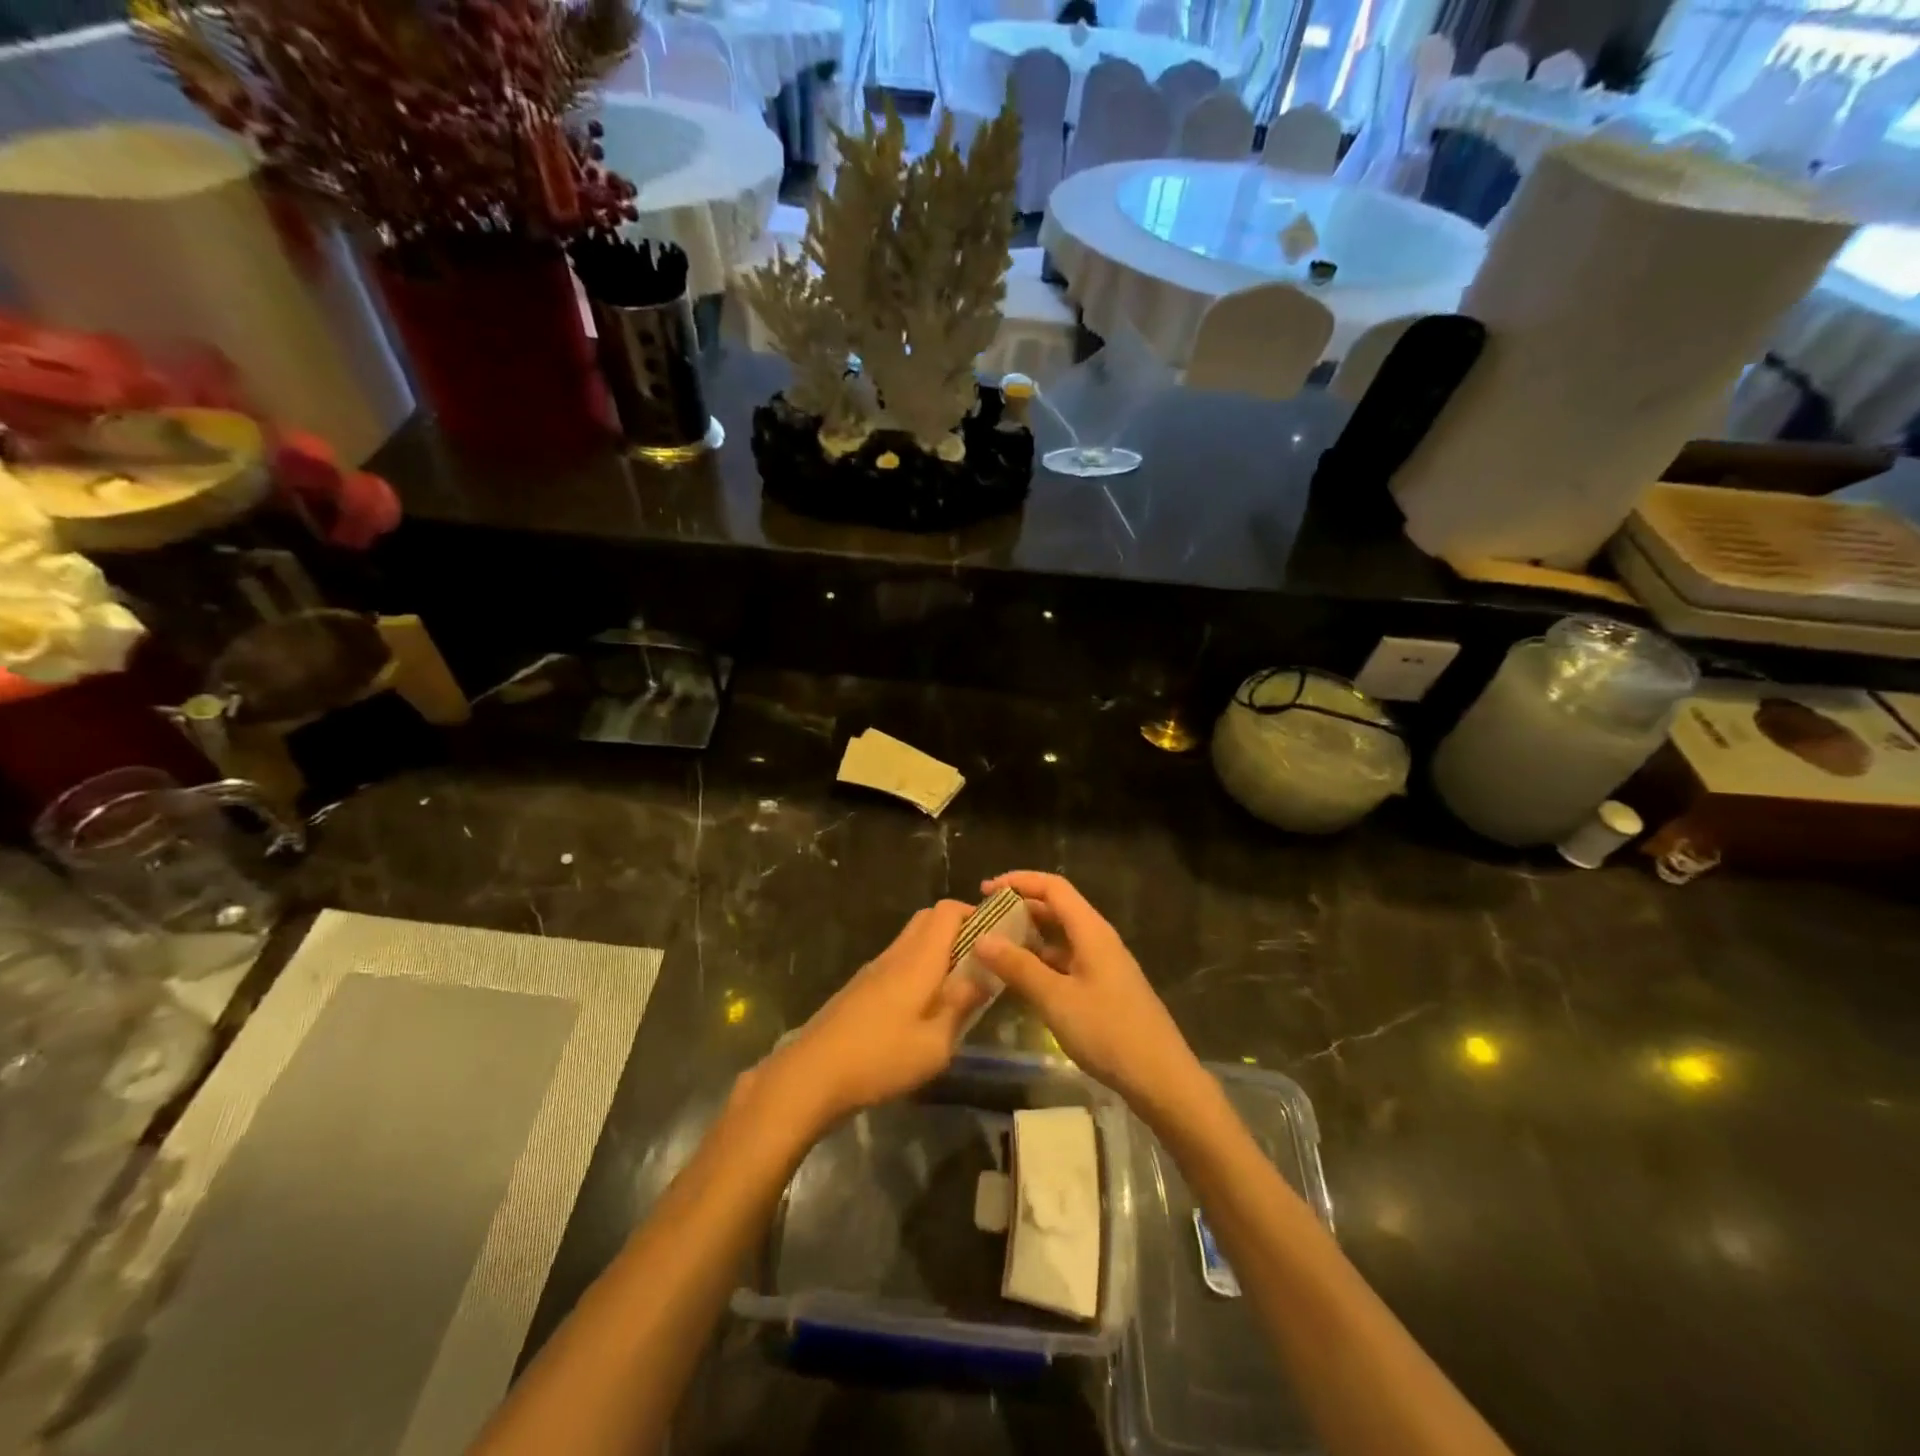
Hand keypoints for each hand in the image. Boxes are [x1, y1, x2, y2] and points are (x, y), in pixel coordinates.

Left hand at [760, 901, 987, 1132]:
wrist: (811, 1075)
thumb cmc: (880, 1059)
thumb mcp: (935, 1044)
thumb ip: (961, 1006)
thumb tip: (983, 977)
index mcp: (918, 959)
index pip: (947, 911)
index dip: (974, 914)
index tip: (997, 937)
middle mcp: (896, 954)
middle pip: (928, 919)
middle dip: (958, 930)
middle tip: (980, 962)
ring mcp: (874, 969)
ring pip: (911, 941)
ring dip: (937, 951)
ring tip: (957, 988)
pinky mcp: (860, 988)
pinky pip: (897, 962)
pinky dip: (917, 969)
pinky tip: (923, 1007)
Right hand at [972, 872, 1203, 1117]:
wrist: (1161, 1078)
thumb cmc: (1108, 1032)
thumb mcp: (1056, 999)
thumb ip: (1018, 967)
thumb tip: (981, 938)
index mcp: (1091, 931)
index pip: (1053, 887)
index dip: (1018, 881)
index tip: (984, 891)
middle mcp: (1098, 940)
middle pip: (1056, 909)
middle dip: (1019, 908)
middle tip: (984, 921)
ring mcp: (1102, 965)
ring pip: (1060, 938)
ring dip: (1028, 938)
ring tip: (993, 949)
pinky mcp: (1103, 989)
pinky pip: (1065, 963)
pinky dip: (1040, 963)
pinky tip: (1019, 981)